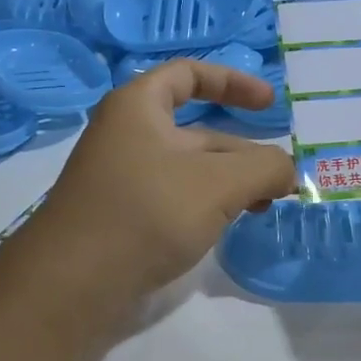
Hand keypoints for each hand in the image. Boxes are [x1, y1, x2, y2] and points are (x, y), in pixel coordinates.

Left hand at [31, 60, 296, 301]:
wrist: (73, 285)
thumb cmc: (147, 213)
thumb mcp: (220, 183)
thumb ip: (265, 167)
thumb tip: (288, 171)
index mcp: (138, 107)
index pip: (189, 75)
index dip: (233, 82)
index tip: (271, 103)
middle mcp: (127, 136)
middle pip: (197, 130)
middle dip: (243, 149)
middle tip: (281, 178)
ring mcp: (123, 179)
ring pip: (189, 169)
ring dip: (230, 181)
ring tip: (265, 205)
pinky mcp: (123, 217)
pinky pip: (175, 198)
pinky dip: (208, 204)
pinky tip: (230, 225)